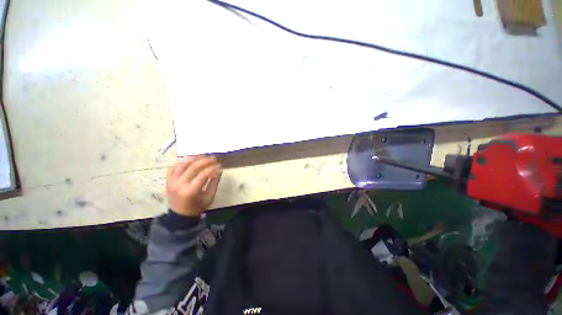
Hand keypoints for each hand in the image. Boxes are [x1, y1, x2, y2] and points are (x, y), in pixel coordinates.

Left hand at [166, 155, 222, 216]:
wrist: (179, 215)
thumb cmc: (197, 207)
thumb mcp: (209, 197)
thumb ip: (214, 183)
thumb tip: (219, 170)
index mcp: (190, 191)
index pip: (203, 174)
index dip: (213, 168)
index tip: (220, 165)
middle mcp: (179, 184)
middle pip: (193, 167)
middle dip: (205, 160)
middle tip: (214, 157)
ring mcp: (172, 181)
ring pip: (183, 164)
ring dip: (194, 158)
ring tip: (203, 155)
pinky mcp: (168, 180)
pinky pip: (174, 167)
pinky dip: (182, 162)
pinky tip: (190, 160)